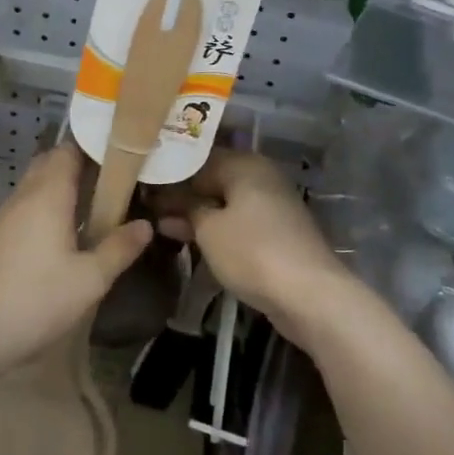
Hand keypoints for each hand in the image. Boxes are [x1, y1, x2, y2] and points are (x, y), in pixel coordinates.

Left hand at [0, 146, 152, 378]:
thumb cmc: (36, 300)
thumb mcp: (90, 280)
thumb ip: (119, 248)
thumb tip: (146, 225)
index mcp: (48, 195)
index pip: (68, 150)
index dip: (93, 145)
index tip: (121, 151)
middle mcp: (24, 196)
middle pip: (50, 162)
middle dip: (79, 163)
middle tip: (113, 177)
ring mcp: (4, 216)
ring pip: (35, 184)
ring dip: (61, 185)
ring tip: (94, 201)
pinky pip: (25, 205)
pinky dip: (46, 204)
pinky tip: (62, 231)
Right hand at [152, 150, 360, 342]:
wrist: (310, 295)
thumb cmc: (252, 252)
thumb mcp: (208, 230)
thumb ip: (185, 210)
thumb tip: (165, 200)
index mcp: (245, 164)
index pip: (197, 159)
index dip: (170, 174)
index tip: (143, 186)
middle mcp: (261, 176)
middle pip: (214, 180)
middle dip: (183, 195)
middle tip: (148, 206)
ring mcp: (273, 205)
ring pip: (226, 203)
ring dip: (198, 214)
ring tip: (163, 226)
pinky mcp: (278, 232)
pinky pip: (239, 221)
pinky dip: (217, 228)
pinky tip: (193, 239)